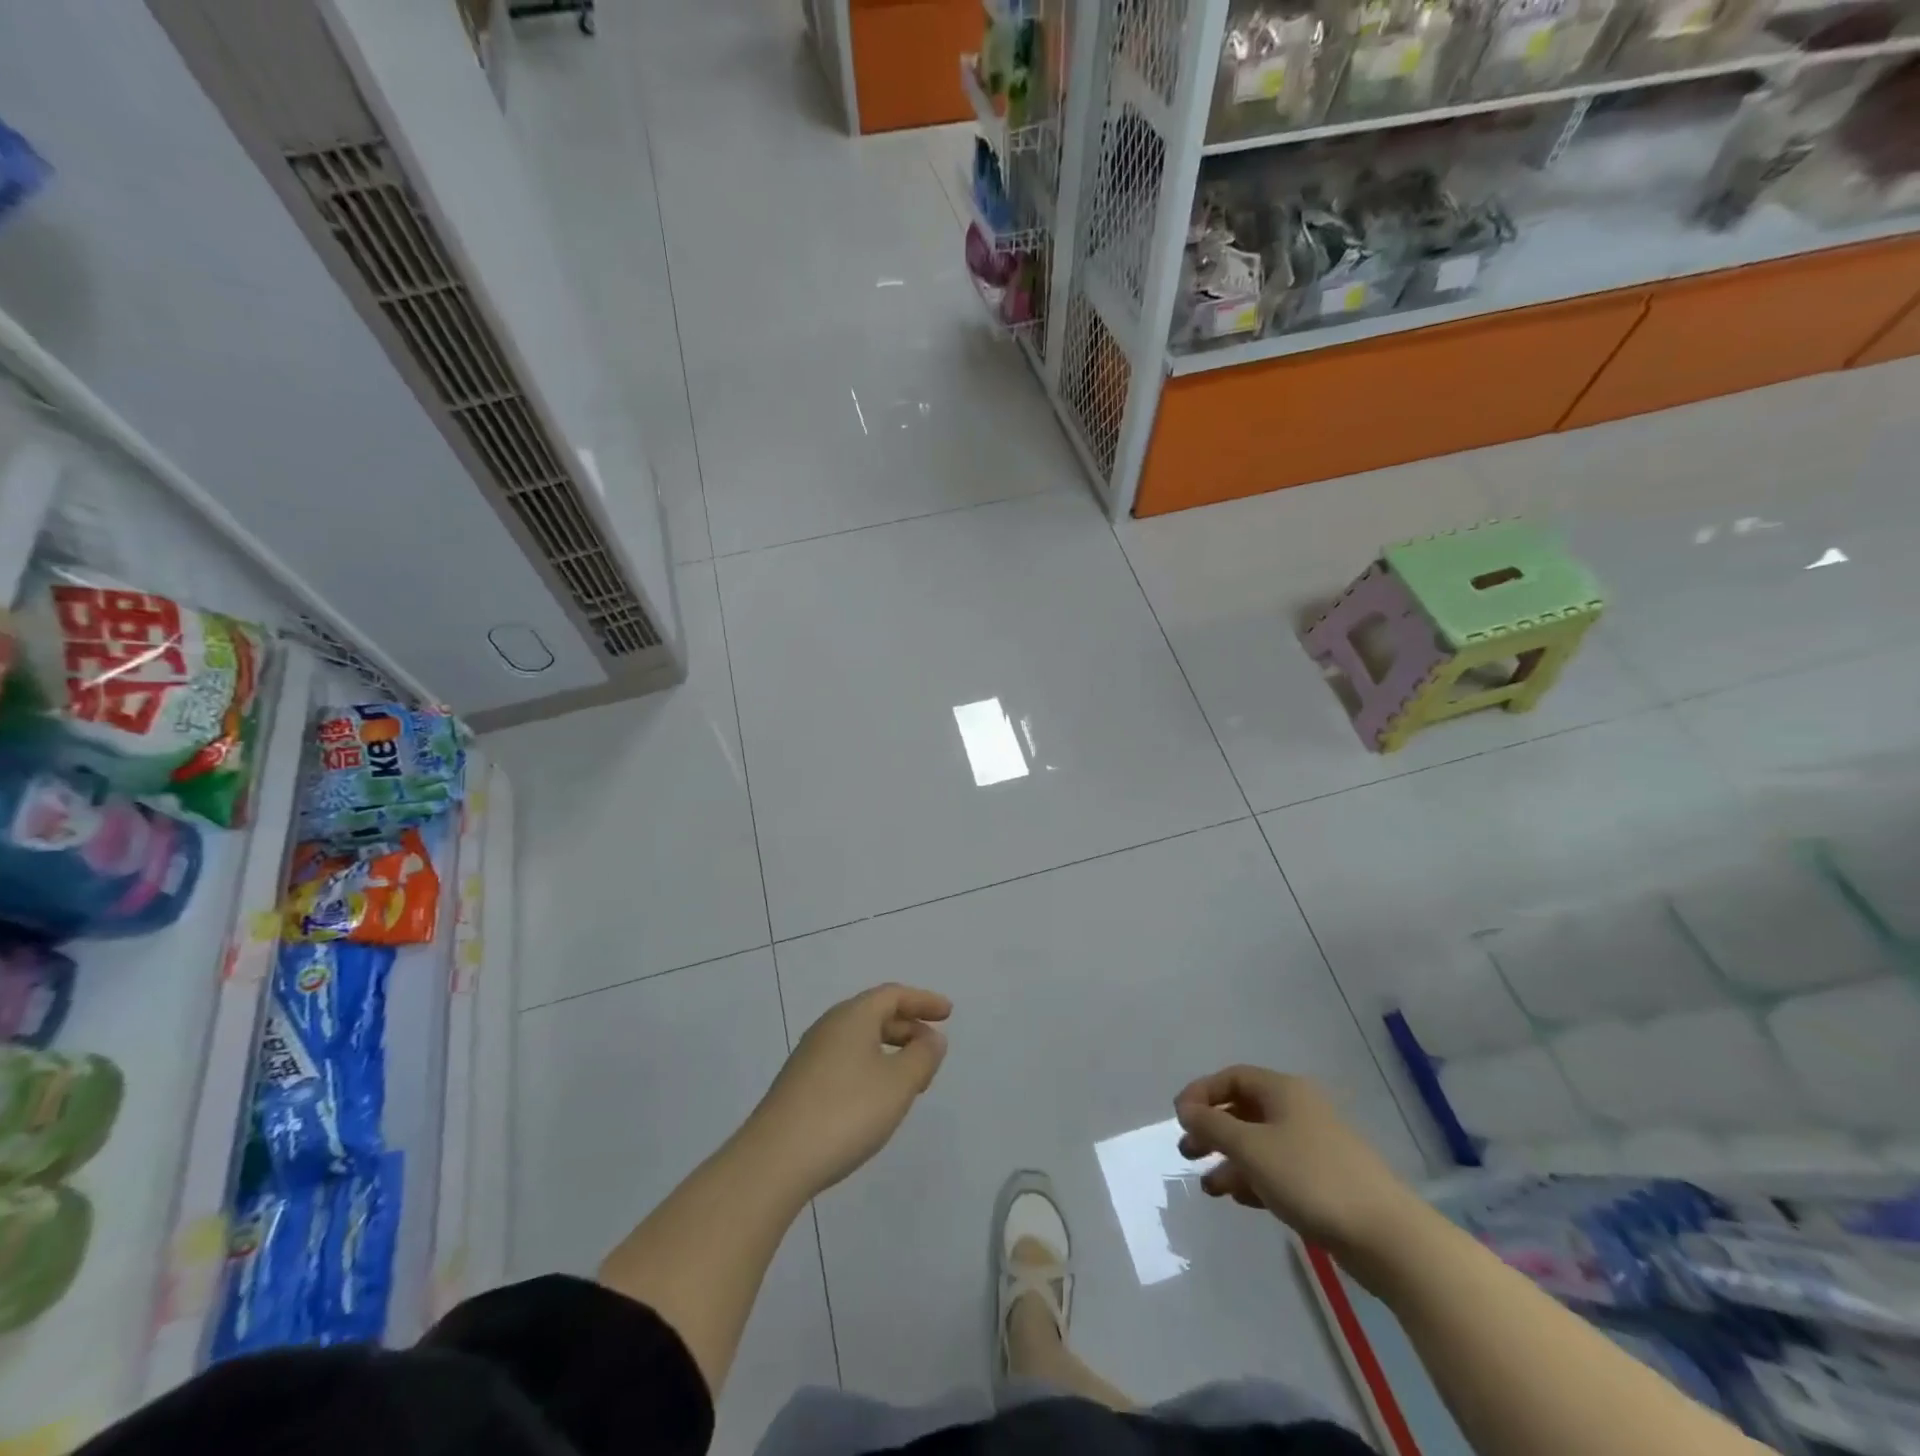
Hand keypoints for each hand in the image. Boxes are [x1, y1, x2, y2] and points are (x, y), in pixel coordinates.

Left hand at [745, 984, 950, 1199]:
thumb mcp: (898, 1084)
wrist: (774, 1161)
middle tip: (932, 1049)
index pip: (893, 995)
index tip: (948, 1014)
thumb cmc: (846, 1112)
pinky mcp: (799, 1085)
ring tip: (911, 1079)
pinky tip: (877, 1099)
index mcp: (852, 1016)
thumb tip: (931, 1038)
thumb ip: (922, 1057)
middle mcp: (829, 1027)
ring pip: (859, 1040)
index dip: (923, 1001)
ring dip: (890, 1050)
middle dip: (908, 1027)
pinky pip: (845, 1061)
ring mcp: (810, 1056)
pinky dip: (870, 1067)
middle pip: (874, 1014)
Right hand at [1174, 1066, 1417, 1259]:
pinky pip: (1278, 1169)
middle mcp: (1298, 1110)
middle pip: (1244, 1109)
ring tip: (1208, 1187)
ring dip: (1230, 1159)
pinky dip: (1254, 1178)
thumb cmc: (1311, 1179)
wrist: (1387, 1237)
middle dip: (1212, 1129)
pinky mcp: (1325, 1180)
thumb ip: (1213, 1125)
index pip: (1232, 1078)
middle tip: (1187, 1151)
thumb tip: (1185, 1108)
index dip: (1201, 1092)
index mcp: (1283, 1091)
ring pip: (1260, 1143)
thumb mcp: (1252, 1148)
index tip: (1178, 1118)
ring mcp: (1314, 1146)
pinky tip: (1240, 1199)